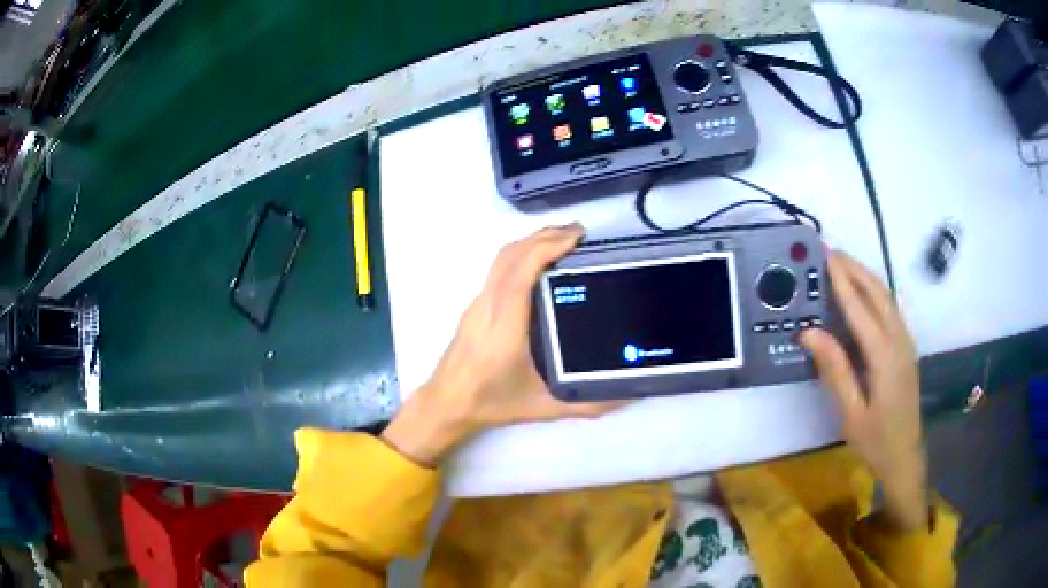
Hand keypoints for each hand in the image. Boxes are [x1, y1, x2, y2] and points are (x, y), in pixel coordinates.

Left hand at [382, 224, 624, 465]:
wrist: (446, 402)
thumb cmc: (491, 403)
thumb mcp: (542, 407)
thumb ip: (585, 405)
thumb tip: (623, 398)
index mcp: (505, 330)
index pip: (520, 276)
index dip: (545, 250)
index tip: (574, 239)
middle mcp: (488, 308)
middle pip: (509, 257)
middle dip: (543, 236)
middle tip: (578, 234)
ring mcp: (477, 304)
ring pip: (500, 259)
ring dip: (530, 242)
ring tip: (562, 240)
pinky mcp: (475, 305)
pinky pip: (497, 268)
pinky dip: (520, 253)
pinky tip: (539, 262)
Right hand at [800, 251, 927, 530]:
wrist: (905, 456)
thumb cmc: (876, 440)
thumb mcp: (851, 413)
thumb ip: (835, 370)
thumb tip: (809, 332)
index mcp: (884, 357)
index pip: (860, 310)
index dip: (843, 282)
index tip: (826, 257)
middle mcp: (899, 341)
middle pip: (878, 294)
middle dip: (856, 270)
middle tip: (831, 252)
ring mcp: (906, 343)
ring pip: (887, 299)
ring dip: (866, 278)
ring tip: (844, 265)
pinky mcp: (906, 349)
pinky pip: (891, 310)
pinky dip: (875, 293)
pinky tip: (864, 293)